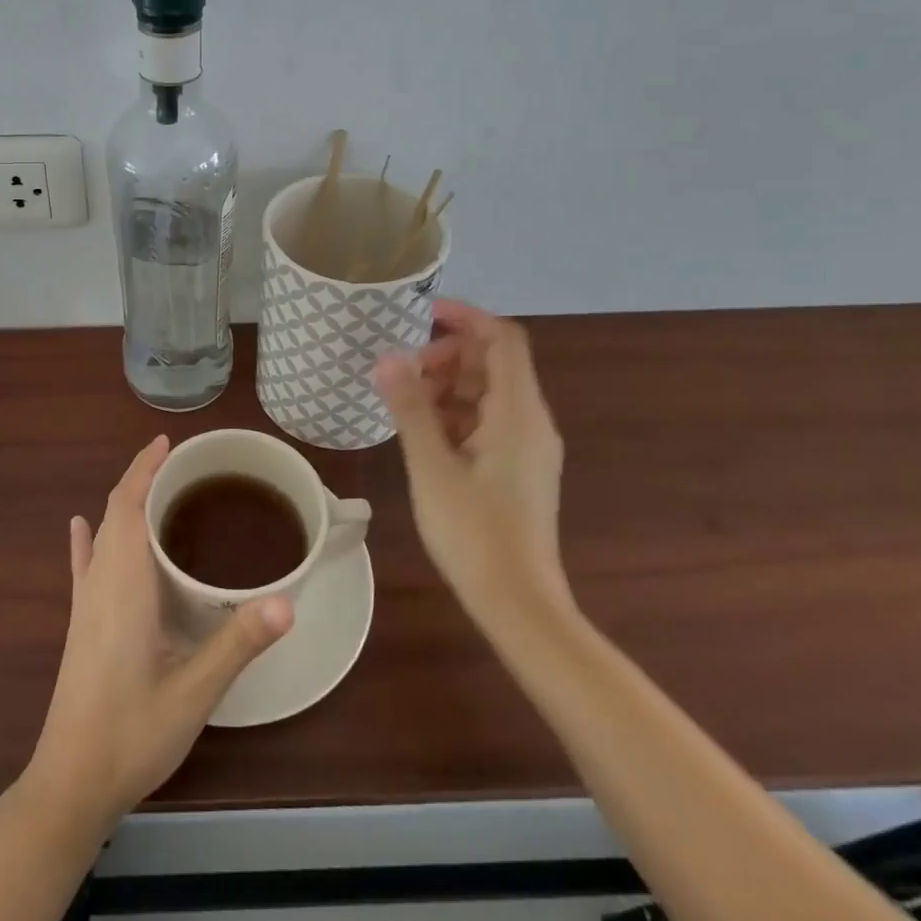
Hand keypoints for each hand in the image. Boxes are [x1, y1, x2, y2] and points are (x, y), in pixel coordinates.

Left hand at [25, 436, 294, 832]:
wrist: (69, 786)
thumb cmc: (132, 735)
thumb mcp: (194, 693)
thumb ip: (238, 645)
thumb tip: (287, 602)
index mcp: (123, 586)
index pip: (127, 506)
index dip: (143, 469)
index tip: (166, 442)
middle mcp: (100, 584)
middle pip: (115, 513)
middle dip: (141, 479)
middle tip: (181, 465)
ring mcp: (85, 605)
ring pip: (102, 535)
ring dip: (123, 504)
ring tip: (155, 489)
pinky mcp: (79, 625)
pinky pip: (84, 565)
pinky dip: (87, 538)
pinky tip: (81, 527)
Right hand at [374, 300, 571, 621]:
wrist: (519, 606)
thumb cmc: (475, 533)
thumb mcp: (432, 466)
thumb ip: (411, 407)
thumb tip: (389, 358)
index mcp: (518, 413)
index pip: (502, 339)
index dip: (465, 317)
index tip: (421, 314)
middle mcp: (531, 421)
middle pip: (494, 363)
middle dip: (448, 355)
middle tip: (403, 371)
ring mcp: (527, 447)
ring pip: (489, 393)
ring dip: (448, 385)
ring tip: (405, 402)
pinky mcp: (518, 469)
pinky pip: (488, 421)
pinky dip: (456, 414)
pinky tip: (423, 433)